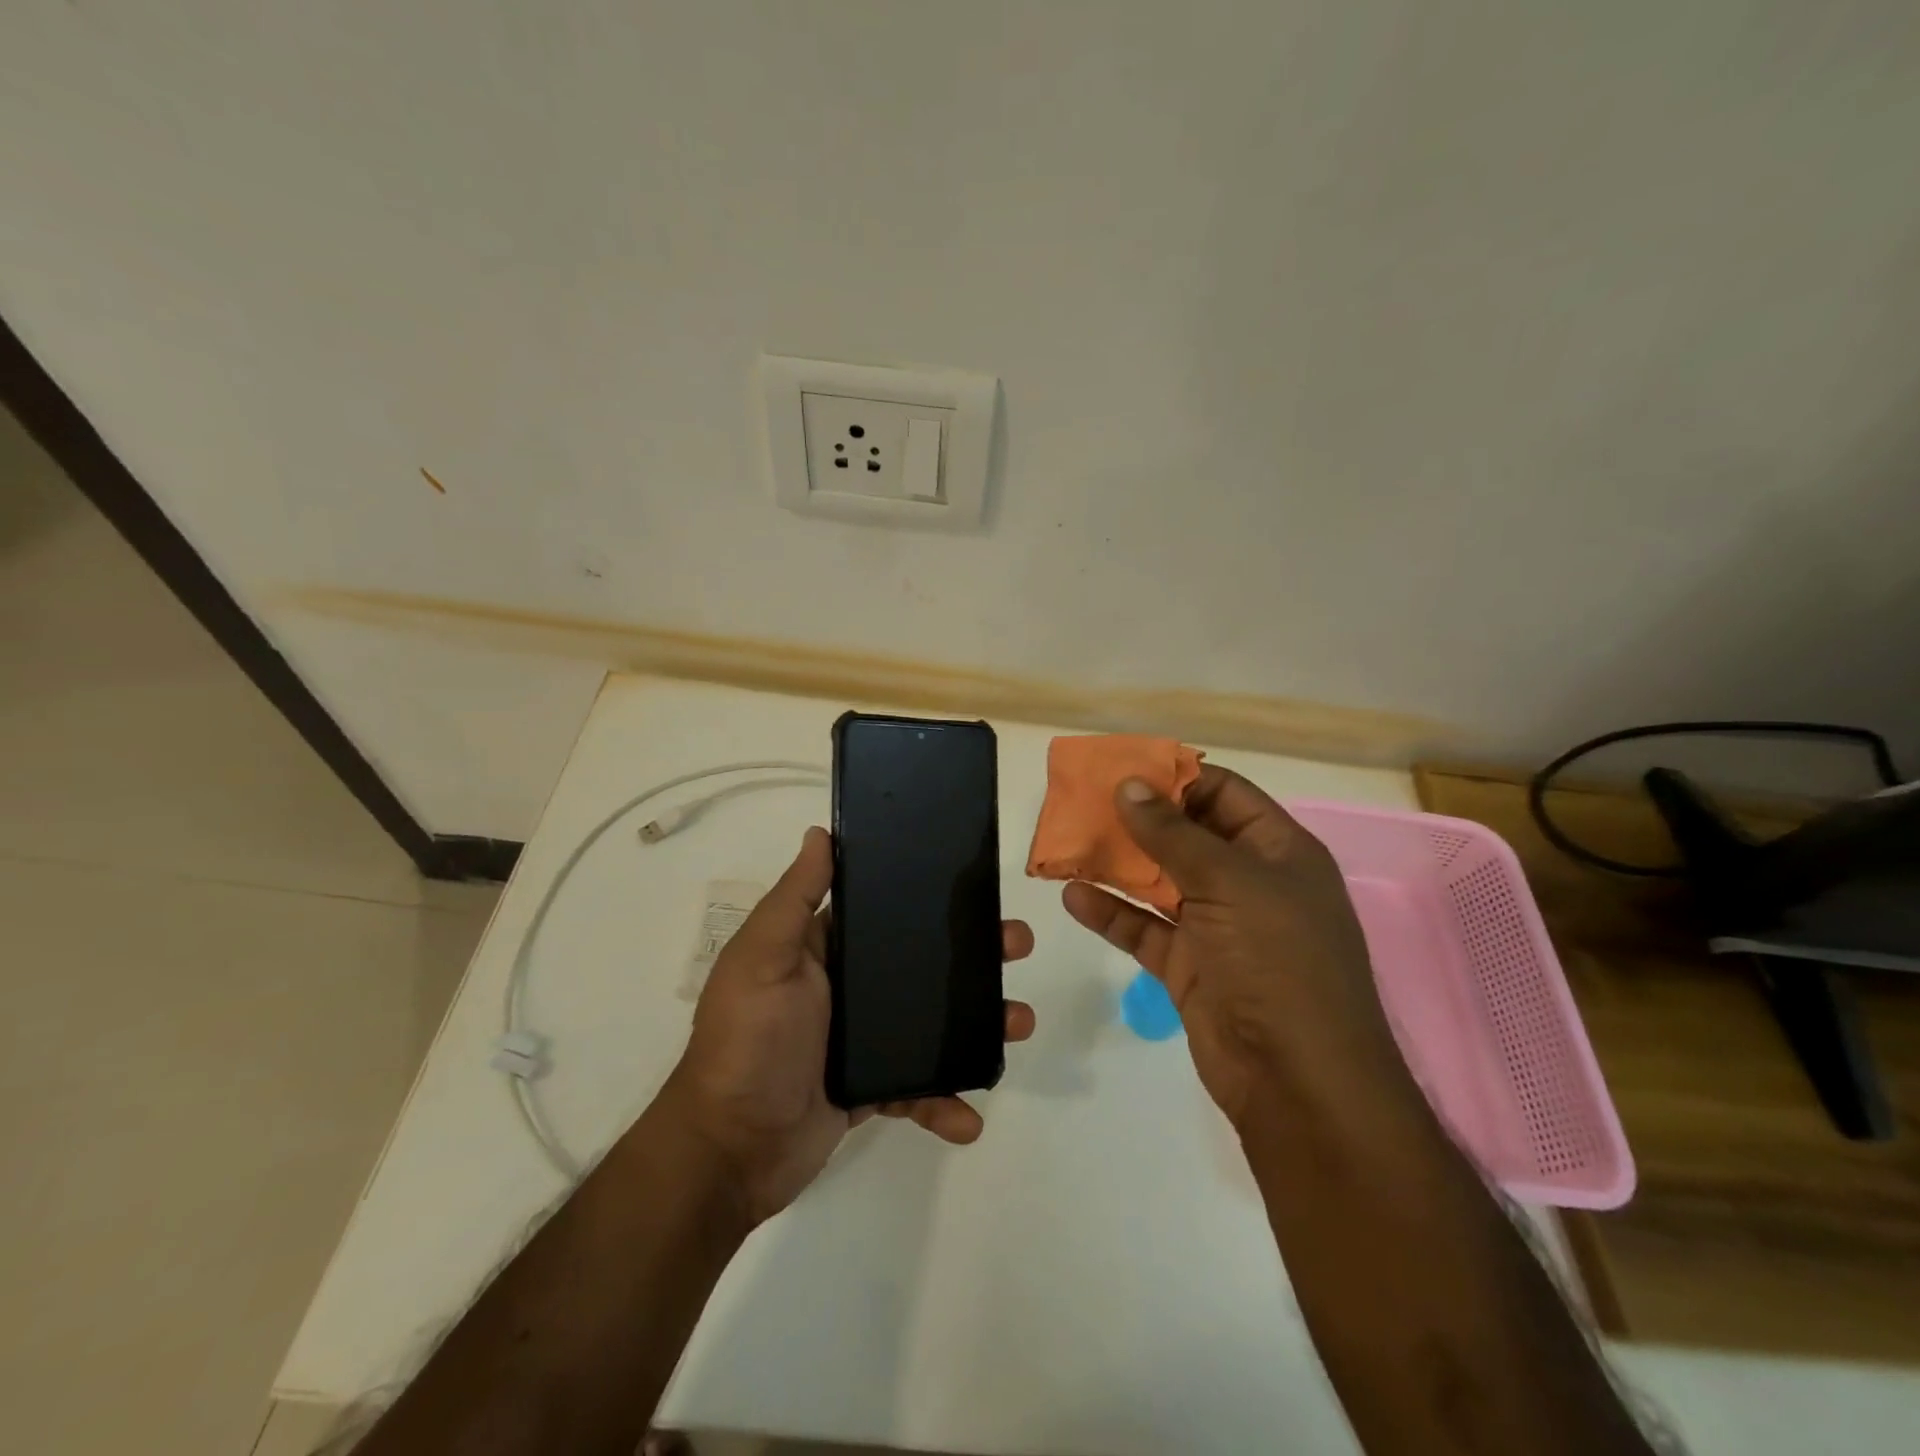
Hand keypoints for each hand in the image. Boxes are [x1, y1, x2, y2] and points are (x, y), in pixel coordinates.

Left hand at [663, 826, 1035, 1224]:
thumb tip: (821, 833)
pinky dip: (945, 1102)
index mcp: (826, 951)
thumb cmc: (748, 1041)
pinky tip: (969, 1118)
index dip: (929, 900)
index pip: (885, 914)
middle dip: (973, 956)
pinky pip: (920, 1089)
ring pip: (934, 1024)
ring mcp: (863, 1042)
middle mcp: (849, 990)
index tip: (976, 889)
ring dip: (979, 1024)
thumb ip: (796, 898)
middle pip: (922, 965)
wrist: (730, 1150)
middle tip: (1017, 946)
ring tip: (1018, 1023)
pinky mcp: (873, 1090)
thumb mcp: (764, 958)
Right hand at [1062, 769, 1408, 1130]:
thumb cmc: (1278, 962)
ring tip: (1067, 841)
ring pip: (1159, 881)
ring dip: (1116, 863)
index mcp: (1277, 851)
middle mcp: (1248, 882)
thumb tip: (1129, 786)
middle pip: (1185, 834)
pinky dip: (1110, 912)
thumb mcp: (1230, 883)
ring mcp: (1217, 926)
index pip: (1223, 793)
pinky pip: (1143, 928)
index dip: (1175, 776)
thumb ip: (1173, 834)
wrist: (1298, 1082)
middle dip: (1136, 818)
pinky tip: (1073, 896)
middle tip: (1080, 802)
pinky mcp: (1188, 965)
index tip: (1121, 768)